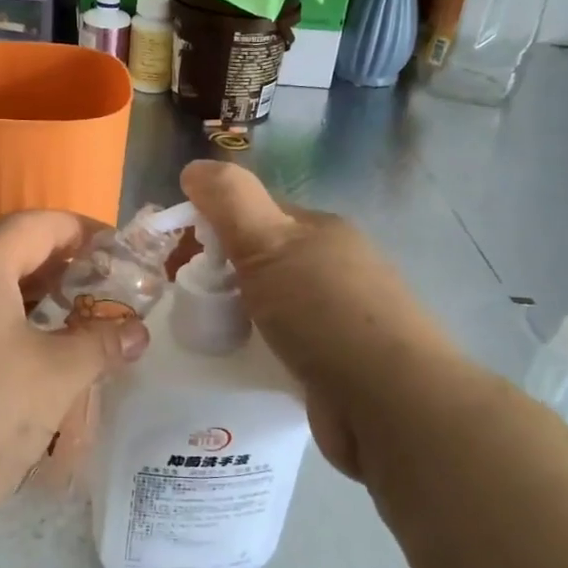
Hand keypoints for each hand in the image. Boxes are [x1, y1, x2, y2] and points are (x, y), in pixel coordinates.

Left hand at [0, 211, 149, 545]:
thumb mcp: (52, 380)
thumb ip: (100, 344)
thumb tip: (136, 331)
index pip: (43, 224)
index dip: (89, 235)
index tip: (125, 261)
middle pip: (11, 252)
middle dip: (63, 273)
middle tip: (103, 305)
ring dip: (30, 304)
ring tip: (68, 339)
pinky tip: (15, 371)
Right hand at [180, 159, 454, 479]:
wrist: (388, 402)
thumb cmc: (323, 312)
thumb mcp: (268, 243)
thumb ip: (230, 201)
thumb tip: (195, 166)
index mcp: (321, 231)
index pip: (257, 212)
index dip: (214, 224)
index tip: (179, 253)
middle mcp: (335, 268)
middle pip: (264, 260)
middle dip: (224, 274)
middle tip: (188, 299)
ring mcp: (340, 317)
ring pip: (274, 304)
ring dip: (241, 314)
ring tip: (207, 333)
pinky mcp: (338, 363)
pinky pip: (285, 345)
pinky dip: (261, 349)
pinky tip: (242, 363)